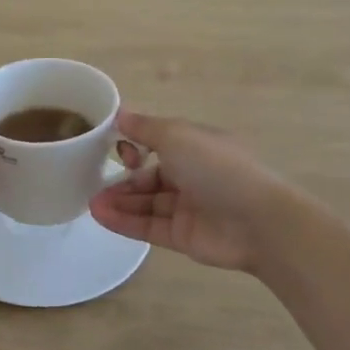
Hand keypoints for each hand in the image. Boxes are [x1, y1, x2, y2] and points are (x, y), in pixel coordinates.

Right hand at [89, 111, 285, 273]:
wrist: (257, 221)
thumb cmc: (216, 168)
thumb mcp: (177, 135)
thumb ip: (145, 127)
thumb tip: (120, 113)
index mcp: (196, 147)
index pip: (158, 144)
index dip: (135, 146)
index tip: (115, 149)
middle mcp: (192, 175)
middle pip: (148, 177)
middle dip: (121, 180)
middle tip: (92, 183)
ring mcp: (187, 208)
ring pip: (146, 203)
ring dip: (118, 201)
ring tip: (92, 203)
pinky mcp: (182, 236)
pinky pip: (148, 227)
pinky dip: (124, 221)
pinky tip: (101, 216)